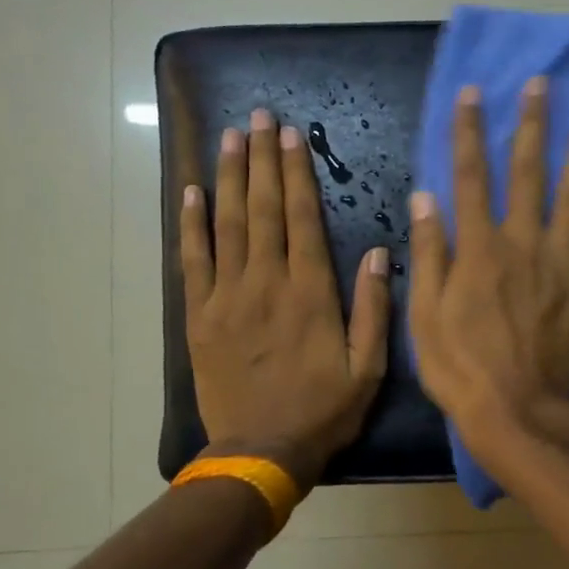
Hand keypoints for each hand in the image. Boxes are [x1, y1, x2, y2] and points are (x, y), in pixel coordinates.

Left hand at [180, 109, 390, 490]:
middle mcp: (266, 283)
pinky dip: (191, 224)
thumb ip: (373, 309)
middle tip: (259, 116)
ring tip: (230, 137)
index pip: (302, 218)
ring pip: (227, 224)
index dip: (297, 173)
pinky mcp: (199, 316)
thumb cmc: (322, 412)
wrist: (261, 452)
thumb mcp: (368, 369)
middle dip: (262, 160)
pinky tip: (192, 192)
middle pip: (264, 209)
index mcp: (310, 293)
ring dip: (230, 177)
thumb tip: (377, 252)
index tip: (292, 135)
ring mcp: (227, 297)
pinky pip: (193, 261)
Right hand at [407, 79, 568, 467]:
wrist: (517, 413)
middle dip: (531, 125)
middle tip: (541, 85)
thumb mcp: (424, 315)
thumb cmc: (461, 369)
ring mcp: (563, 264)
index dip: (469, 132)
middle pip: (527, 173)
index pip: (471, 177)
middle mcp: (523, 243)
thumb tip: (426, 196)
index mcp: (479, 248)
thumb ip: (427, 253)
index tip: (473, 92)